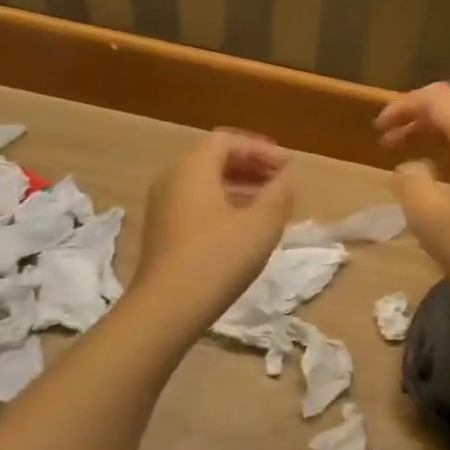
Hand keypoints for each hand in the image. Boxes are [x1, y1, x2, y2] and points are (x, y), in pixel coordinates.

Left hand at [135, 130, 294, 313]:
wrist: (166, 309)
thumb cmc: (217, 258)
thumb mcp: (261, 225)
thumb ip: (278, 195)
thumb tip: (284, 180)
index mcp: (192, 168)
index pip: (227, 140)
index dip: (260, 148)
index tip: (287, 166)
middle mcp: (172, 179)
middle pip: (213, 158)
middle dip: (250, 164)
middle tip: (279, 179)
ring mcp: (162, 206)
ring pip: (204, 182)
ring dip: (238, 184)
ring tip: (267, 201)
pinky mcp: (162, 232)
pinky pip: (196, 202)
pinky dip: (223, 203)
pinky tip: (243, 225)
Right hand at [376, 83, 449, 310]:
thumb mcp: (427, 214)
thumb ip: (409, 179)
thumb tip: (413, 166)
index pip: (435, 96)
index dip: (402, 107)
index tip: (378, 130)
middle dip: (419, 120)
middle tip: (390, 143)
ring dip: (440, 136)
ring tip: (413, 158)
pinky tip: (446, 178)